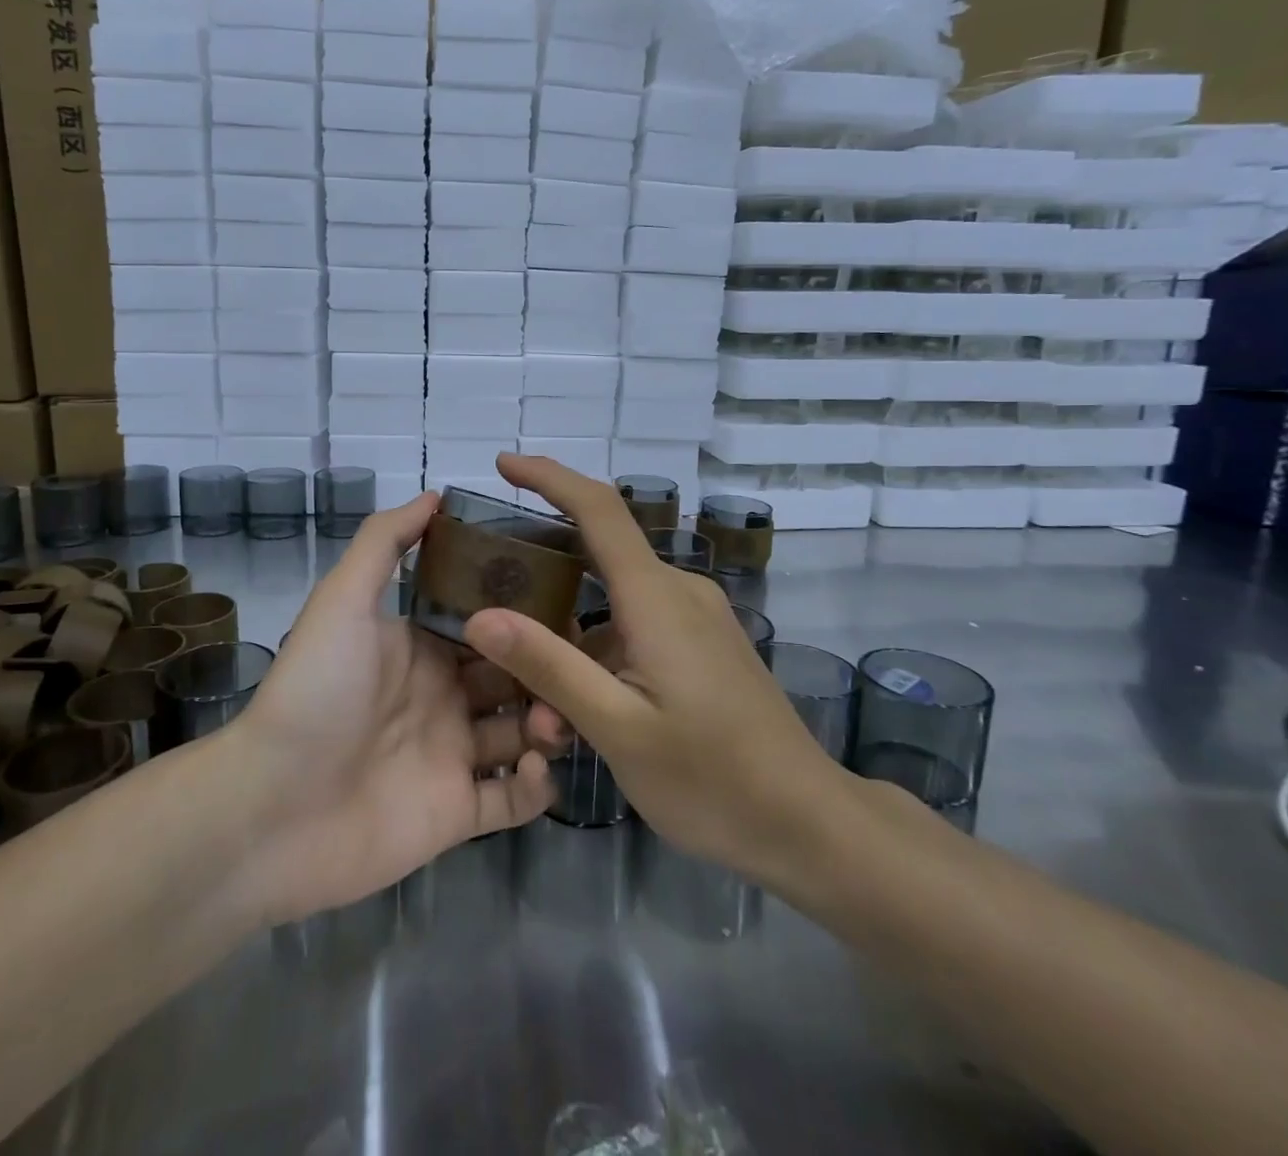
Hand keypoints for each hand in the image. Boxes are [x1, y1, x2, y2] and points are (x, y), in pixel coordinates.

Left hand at [229, 493, 560, 925]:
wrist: (272, 808)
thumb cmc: (316, 692)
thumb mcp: (343, 601)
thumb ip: (385, 543)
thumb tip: (435, 494)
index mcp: (423, 648)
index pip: (490, 622)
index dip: (526, 611)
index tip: (567, 599)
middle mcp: (444, 697)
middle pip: (516, 675)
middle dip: (549, 668)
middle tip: (578, 667)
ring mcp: (452, 755)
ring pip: (524, 733)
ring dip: (550, 723)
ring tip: (553, 721)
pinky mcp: (458, 813)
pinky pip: (513, 800)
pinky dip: (534, 786)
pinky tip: (532, 768)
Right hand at [463, 455, 856, 894]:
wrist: (808, 823)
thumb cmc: (712, 778)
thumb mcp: (617, 727)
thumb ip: (548, 666)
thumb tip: (479, 617)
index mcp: (656, 596)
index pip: (598, 508)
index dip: (548, 476)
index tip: (503, 463)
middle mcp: (677, 591)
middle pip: (598, 553)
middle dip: (542, 570)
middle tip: (489, 596)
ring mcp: (695, 618)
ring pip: (612, 602)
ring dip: (568, 636)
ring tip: (536, 700)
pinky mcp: (703, 645)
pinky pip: (636, 627)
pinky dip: (598, 652)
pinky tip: (580, 709)